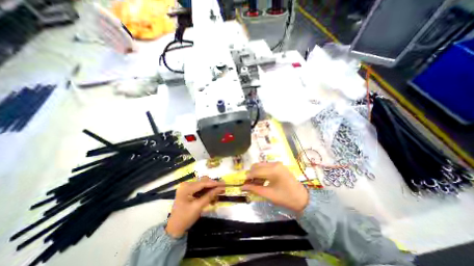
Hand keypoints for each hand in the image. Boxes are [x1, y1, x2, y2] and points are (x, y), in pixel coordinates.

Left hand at [165, 178, 223, 237]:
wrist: (174, 228)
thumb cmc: (185, 218)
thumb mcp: (198, 207)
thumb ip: (210, 196)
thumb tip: (221, 188)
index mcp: (186, 187)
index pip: (203, 183)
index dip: (214, 183)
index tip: (224, 184)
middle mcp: (186, 184)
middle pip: (204, 182)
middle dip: (213, 187)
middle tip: (222, 190)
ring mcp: (187, 187)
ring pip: (203, 185)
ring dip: (211, 190)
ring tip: (218, 196)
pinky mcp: (189, 191)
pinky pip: (200, 189)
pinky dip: (207, 193)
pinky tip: (212, 199)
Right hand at [242, 161, 309, 212]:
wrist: (302, 199)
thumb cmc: (285, 198)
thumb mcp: (269, 194)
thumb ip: (254, 189)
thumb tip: (243, 187)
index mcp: (273, 170)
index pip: (256, 171)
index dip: (248, 176)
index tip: (243, 183)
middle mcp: (275, 163)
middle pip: (257, 165)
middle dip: (251, 173)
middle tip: (249, 183)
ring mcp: (277, 164)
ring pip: (261, 165)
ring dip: (256, 172)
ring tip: (255, 183)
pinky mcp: (279, 166)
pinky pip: (266, 166)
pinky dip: (262, 172)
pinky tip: (262, 180)